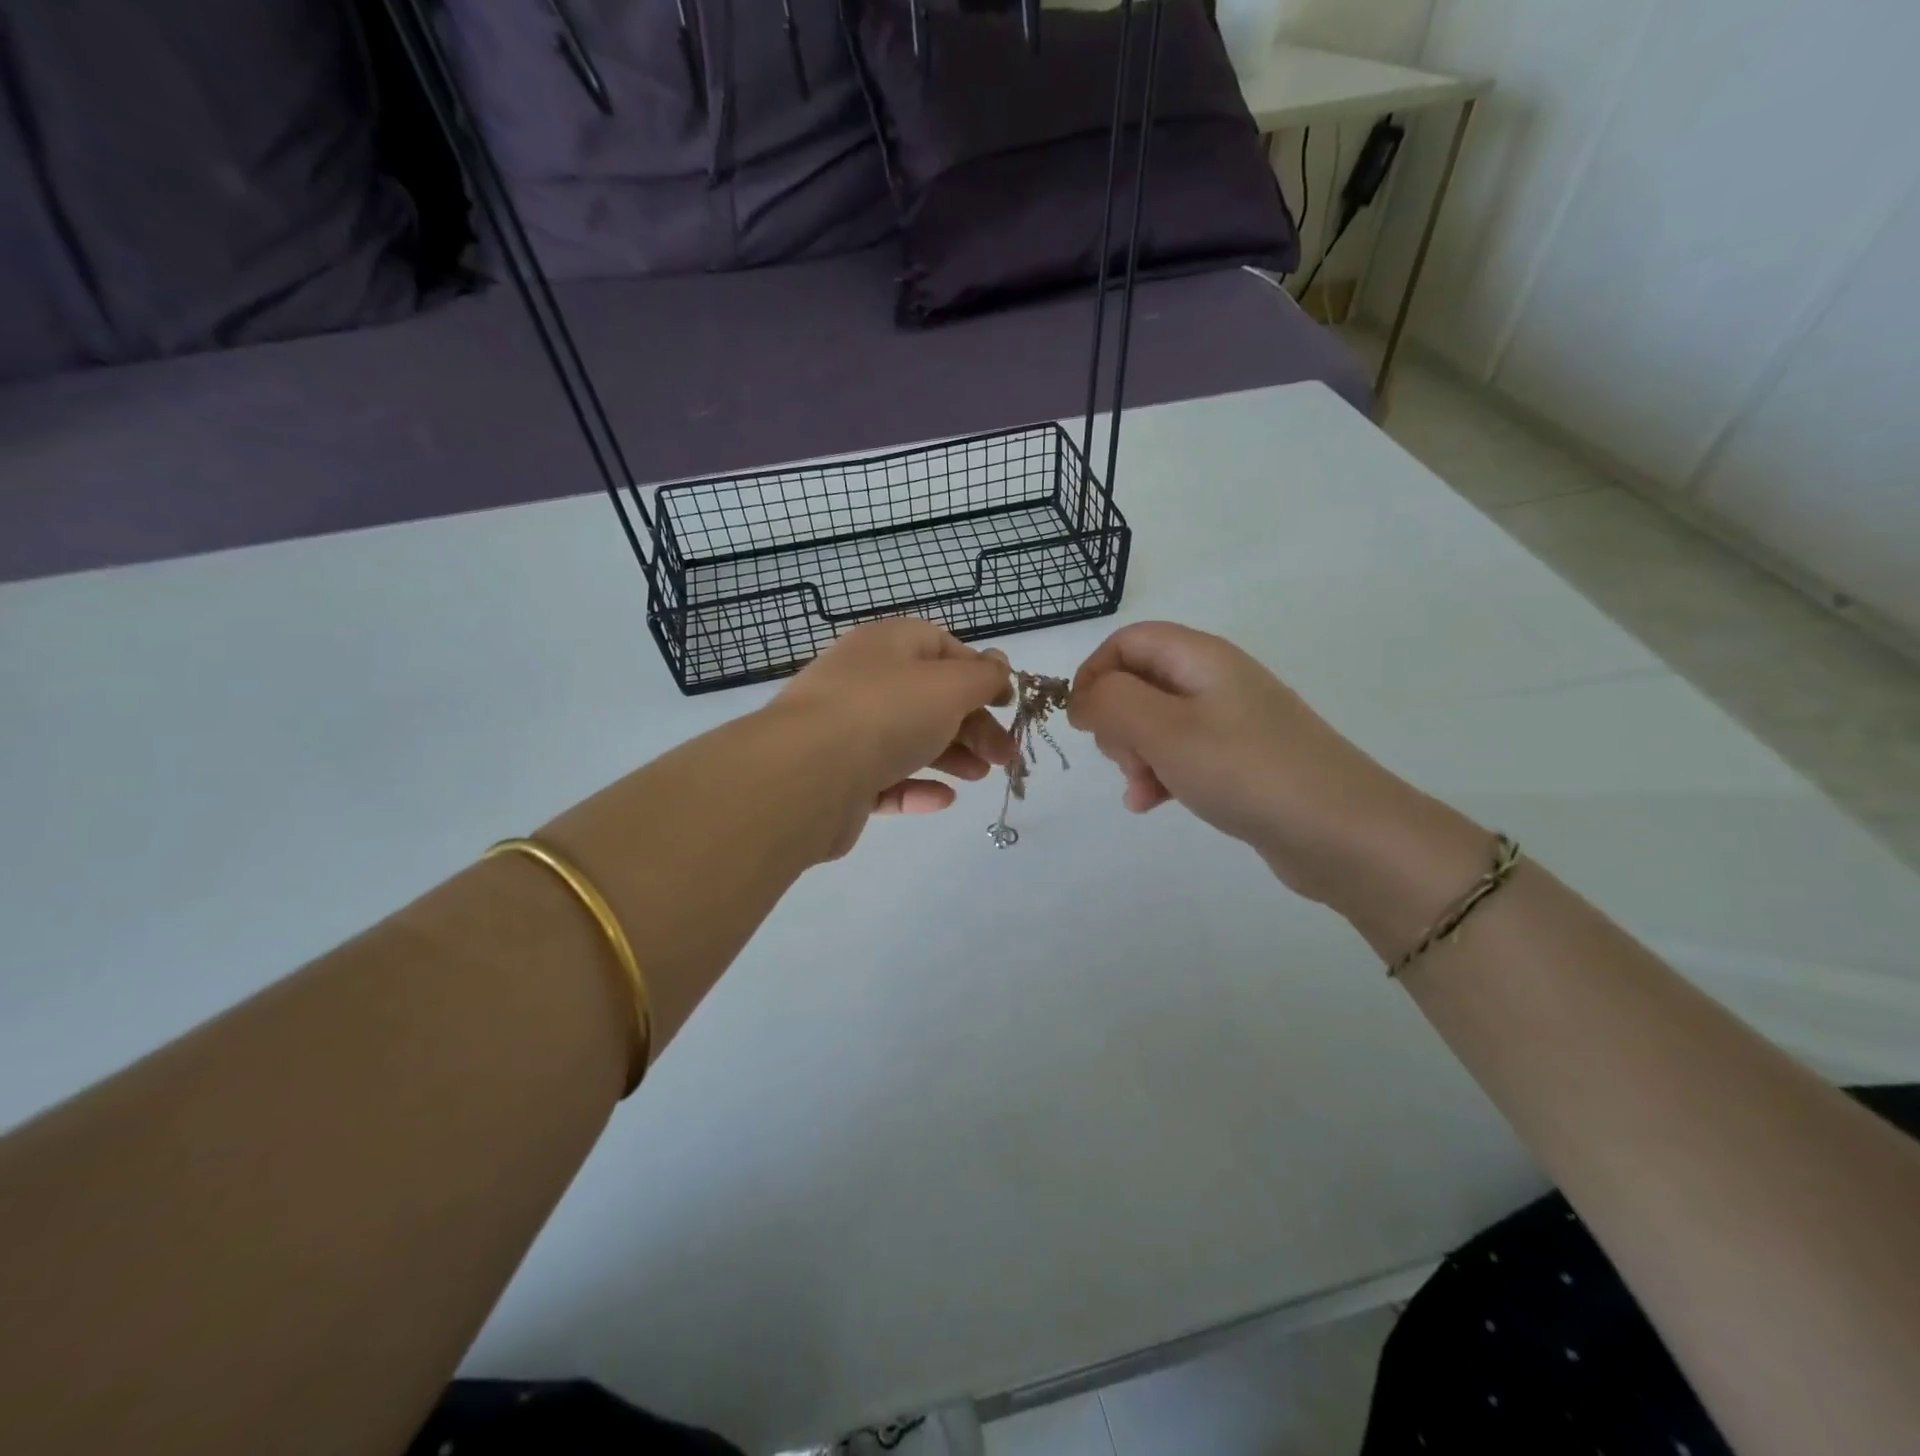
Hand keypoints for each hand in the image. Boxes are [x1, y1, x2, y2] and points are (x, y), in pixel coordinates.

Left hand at [773, 619, 1015, 857]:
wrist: (806, 775)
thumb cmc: (886, 713)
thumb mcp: (949, 685)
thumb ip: (982, 676)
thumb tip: (998, 664)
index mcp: (886, 646)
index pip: (940, 647)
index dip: (978, 672)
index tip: (1006, 703)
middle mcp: (864, 682)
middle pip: (929, 698)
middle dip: (974, 725)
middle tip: (1005, 755)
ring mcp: (847, 731)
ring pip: (909, 739)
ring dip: (951, 756)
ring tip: (980, 776)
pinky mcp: (840, 778)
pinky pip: (885, 779)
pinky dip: (916, 787)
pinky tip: (943, 799)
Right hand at [1069, 622, 1483, 911]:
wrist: (1342, 832)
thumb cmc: (1244, 770)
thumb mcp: (1164, 730)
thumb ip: (1110, 702)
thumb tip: (1082, 696)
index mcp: (1200, 657)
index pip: (1128, 640)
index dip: (1095, 673)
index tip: (1081, 719)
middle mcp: (1215, 680)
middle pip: (1140, 681)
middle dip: (1116, 720)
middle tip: (1123, 758)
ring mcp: (1230, 721)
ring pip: (1156, 723)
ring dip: (1134, 754)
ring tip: (1139, 789)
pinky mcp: (1239, 760)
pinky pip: (1182, 755)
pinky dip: (1159, 774)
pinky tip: (1152, 805)